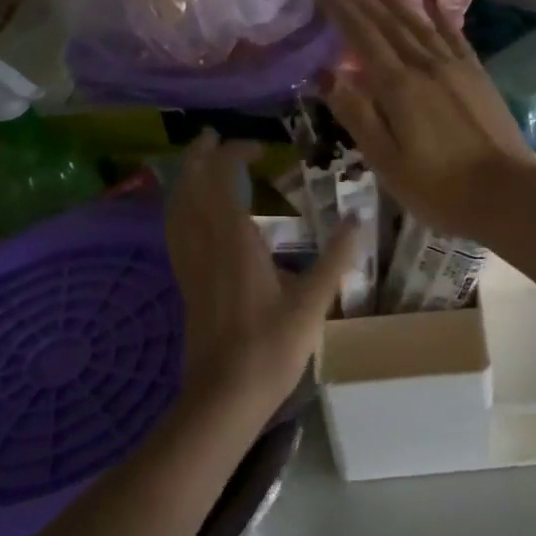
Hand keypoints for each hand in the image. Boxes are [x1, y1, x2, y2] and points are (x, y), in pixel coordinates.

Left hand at [165, 133, 362, 415]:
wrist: (223, 399)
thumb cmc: (270, 348)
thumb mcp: (312, 303)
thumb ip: (336, 258)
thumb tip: (359, 218)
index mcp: (235, 241)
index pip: (223, 181)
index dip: (234, 155)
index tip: (258, 148)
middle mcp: (206, 245)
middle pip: (191, 188)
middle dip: (199, 157)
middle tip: (212, 137)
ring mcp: (190, 265)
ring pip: (177, 209)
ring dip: (184, 179)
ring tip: (198, 164)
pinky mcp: (186, 283)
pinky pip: (175, 232)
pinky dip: (179, 209)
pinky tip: (190, 214)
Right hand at [316, 0, 535, 240]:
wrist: (507, 194)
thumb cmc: (438, 188)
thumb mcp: (386, 161)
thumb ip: (357, 114)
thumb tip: (325, 73)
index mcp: (398, 87)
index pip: (362, 38)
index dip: (340, 10)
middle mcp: (425, 66)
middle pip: (389, 24)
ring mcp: (455, 68)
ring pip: (419, 24)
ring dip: (397, 0)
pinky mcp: (477, 75)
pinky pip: (454, 35)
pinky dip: (440, 15)